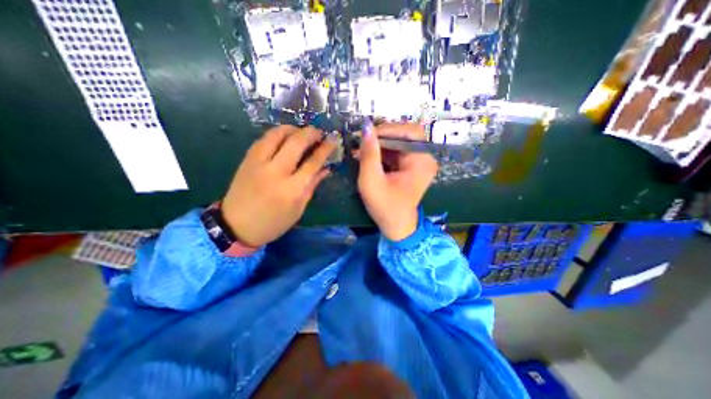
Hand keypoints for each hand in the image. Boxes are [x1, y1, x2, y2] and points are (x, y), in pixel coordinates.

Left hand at [222, 127, 335, 247]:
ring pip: (277, 134)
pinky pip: (264, 139)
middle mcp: (276, 172)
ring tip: (301, 133)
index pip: (313, 162)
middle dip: (311, 133)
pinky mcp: (247, 159)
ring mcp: (259, 163)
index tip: (333, 139)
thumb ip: (312, 186)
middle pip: (296, 142)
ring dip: (293, 129)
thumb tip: (325, 169)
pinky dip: (277, 134)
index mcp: (292, 189)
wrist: (236, 226)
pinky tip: (284, 139)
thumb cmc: (273, 222)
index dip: (325, 148)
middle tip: (319, 133)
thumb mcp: (298, 209)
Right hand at [359, 121, 435, 239]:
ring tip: (362, 150)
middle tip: (362, 143)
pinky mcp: (412, 166)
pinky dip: (383, 152)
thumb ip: (369, 154)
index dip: (388, 129)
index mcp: (421, 161)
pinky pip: (397, 151)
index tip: (366, 136)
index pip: (409, 132)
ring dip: (380, 145)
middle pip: (405, 135)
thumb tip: (366, 126)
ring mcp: (419, 162)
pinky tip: (370, 157)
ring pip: (399, 142)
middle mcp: (425, 158)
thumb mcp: (372, 181)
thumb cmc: (384, 207)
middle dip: (381, 137)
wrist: (396, 226)